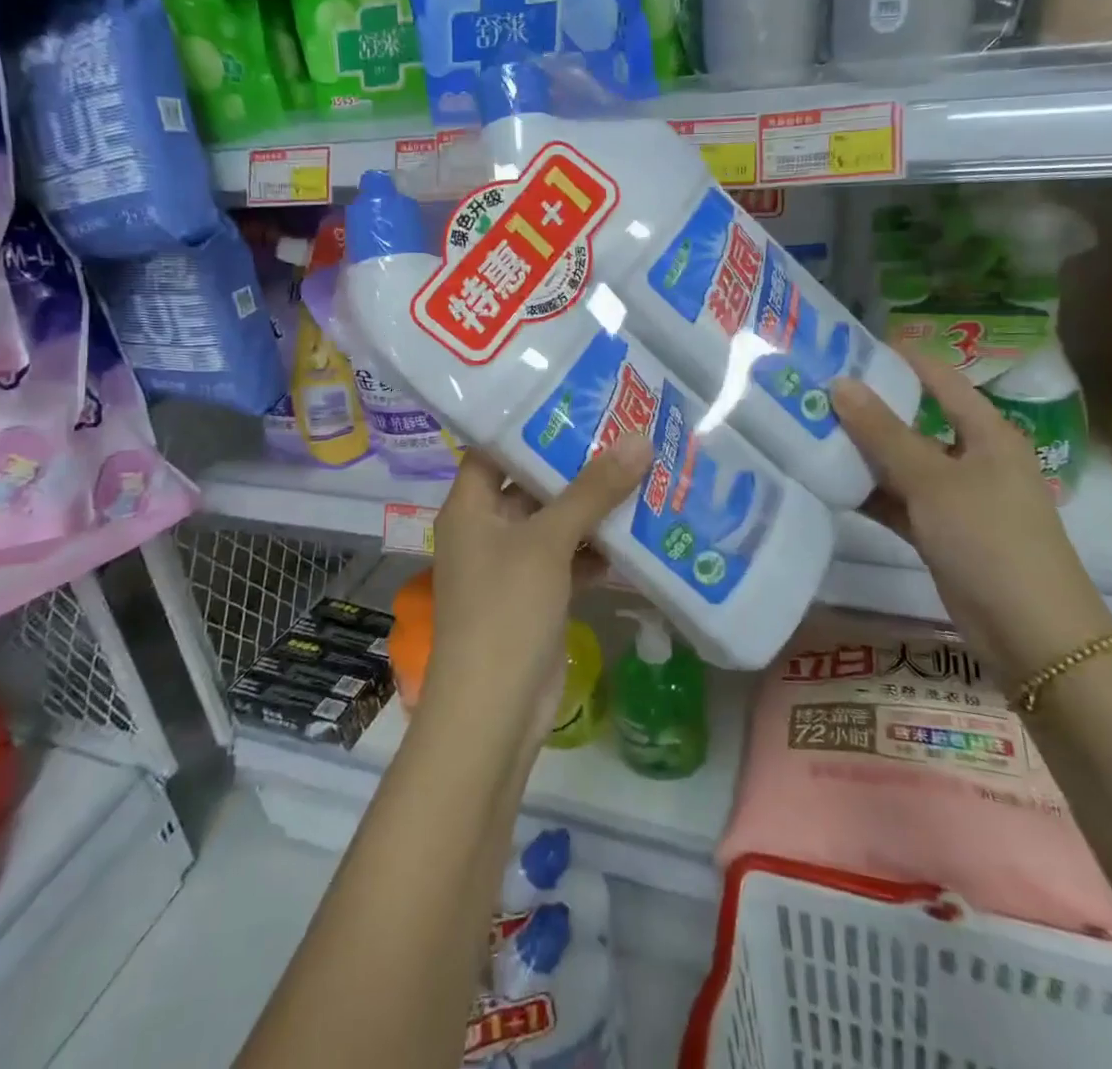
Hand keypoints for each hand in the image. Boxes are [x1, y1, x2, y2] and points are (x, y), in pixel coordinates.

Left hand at [425, 437, 651, 744]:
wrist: (494, 711)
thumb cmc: (506, 610)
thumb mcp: (548, 542)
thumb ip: (593, 490)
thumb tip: (638, 439)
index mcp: (470, 506)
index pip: (495, 448)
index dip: (531, 422)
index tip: (577, 399)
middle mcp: (486, 529)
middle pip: (531, 483)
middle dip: (575, 463)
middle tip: (624, 430)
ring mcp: (512, 565)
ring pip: (555, 522)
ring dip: (592, 506)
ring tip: (640, 470)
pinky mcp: (537, 596)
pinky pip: (569, 559)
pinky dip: (597, 549)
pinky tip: (637, 531)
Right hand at [832, 352, 1111, 686]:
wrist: (1030, 632)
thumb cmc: (990, 539)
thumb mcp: (933, 480)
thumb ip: (884, 433)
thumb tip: (841, 384)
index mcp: (987, 433)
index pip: (940, 379)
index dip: (899, 360)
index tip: (848, 347)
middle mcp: (972, 458)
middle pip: (915, 421)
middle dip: (868, 408)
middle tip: (815, 391)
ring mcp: (955, 498)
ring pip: (901, 464)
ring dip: (862, 453)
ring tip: (809, 431)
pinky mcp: (939, 533)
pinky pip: (897, 501)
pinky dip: (868, 493)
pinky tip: (827, 483)